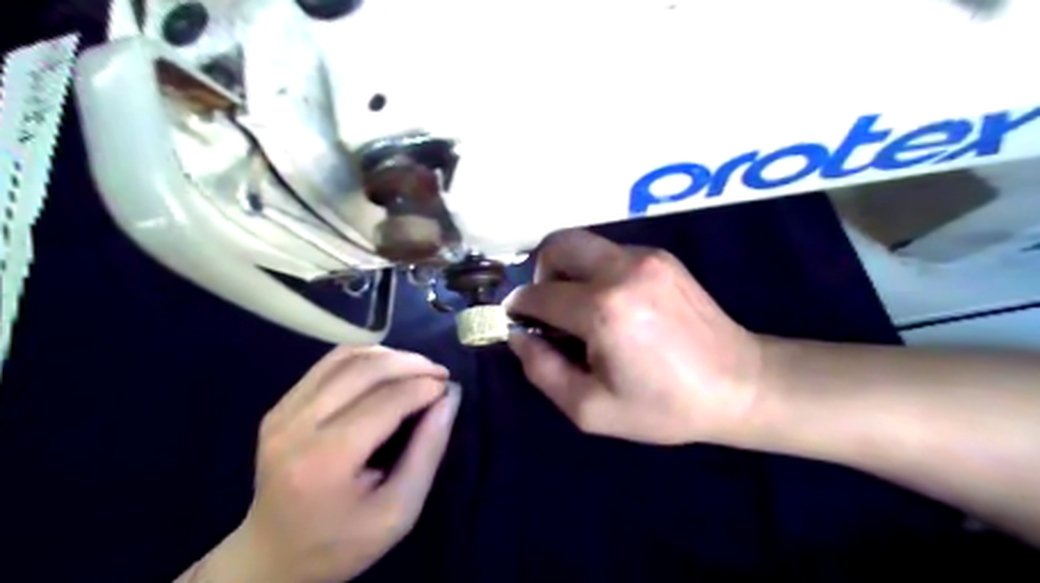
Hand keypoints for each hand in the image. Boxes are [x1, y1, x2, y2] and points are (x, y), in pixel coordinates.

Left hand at [212, 346, 460, 582]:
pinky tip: (386, 368)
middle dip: (412, 364)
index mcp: (325, 460)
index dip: (425, 387)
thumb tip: (449, 397)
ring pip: (347, 357)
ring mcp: (282, 411)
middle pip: (366, 370)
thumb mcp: (399, 511)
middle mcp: (296, 426)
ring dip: (390, 356)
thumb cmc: (342, 542)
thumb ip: (428, 451)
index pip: (386, 401)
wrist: (271, 557)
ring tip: (417, 369)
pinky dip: (365, 357)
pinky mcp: (280, 405)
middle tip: (439, 374)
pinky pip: (329, 363)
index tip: (449, 389)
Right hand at [509, 229, 765, 443]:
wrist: (740, 385)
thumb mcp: (591, 409)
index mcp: (603, 310)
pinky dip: (594, 271)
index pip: (538, 294)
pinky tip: (612, 305)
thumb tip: (517, 336)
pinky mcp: (661, 256)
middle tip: (547, 308)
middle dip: (540, 272)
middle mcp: (622, 270)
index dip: (518, 308)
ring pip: (582, 243)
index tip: (518, 323)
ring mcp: (645, 257)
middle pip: (556, 244)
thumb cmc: (664, 406)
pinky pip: (609, 252)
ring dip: (567, 270)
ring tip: (579, 308)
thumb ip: (542, 370)